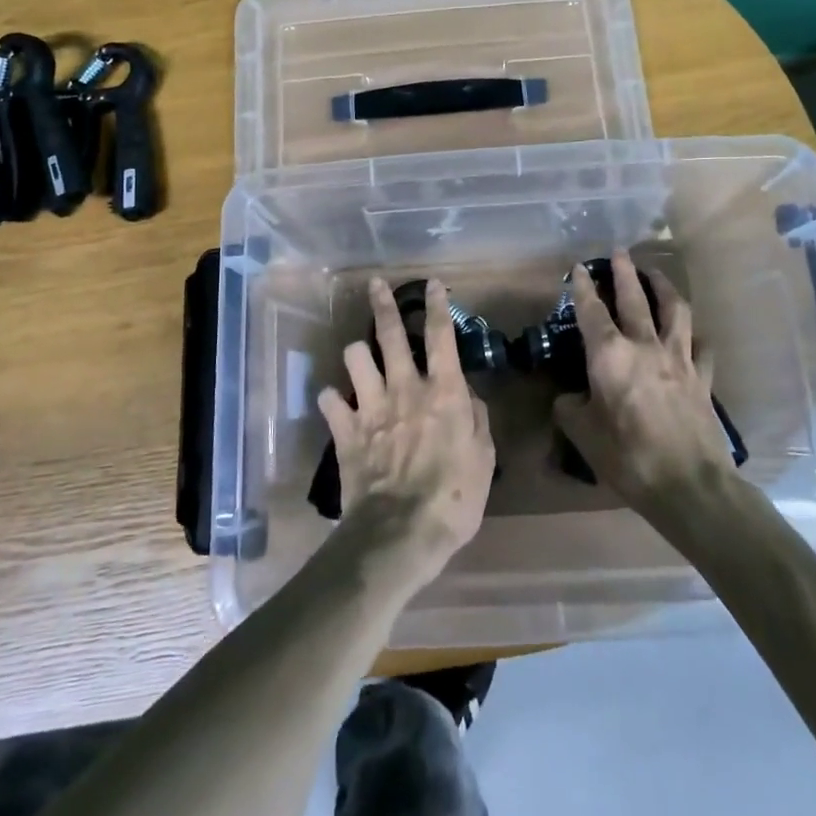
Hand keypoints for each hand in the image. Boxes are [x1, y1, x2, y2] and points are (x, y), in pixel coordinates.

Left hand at [318, 278, 495, 585]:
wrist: (401, 533)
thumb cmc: (455, 498)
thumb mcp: (484, 458)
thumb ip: (476, 419)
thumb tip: (467, 397)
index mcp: (443, 391)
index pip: (440, 336)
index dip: (437, 305)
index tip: (431, 283)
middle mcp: (405, 388)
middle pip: (390, 334)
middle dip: (383, 304)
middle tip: (375, 285)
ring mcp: (371, 407)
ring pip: (355, 358)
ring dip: (358, 354)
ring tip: (360, 356)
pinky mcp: (346, 431)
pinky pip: (331, 401)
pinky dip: (333, 399)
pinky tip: (336, 403)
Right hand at [553, 250, 736, 511]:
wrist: (689, 484)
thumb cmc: (628, 457)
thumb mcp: (583, 435)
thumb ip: (569, 409)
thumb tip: (568, 398)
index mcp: (609, 355)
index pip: (591, 310)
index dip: (582, 286)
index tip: (578, 267)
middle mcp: (645, 345)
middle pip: (635, 298)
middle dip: (625, 272)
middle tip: (620, 252)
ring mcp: (680, 359)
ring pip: (675, 310)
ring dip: (664, 287)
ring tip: (656, 274)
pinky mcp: (703, 378)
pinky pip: (702, 347)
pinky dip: (696, 335)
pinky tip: (693, 334)